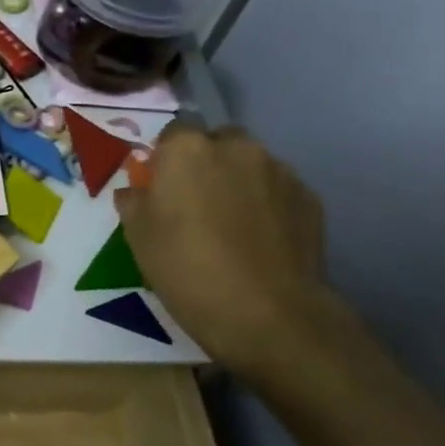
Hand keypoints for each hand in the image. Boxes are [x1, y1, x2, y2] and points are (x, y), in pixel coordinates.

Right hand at [115, 122, 331, 374]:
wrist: (266, 312)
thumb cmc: (185, 268)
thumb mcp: (138, 237)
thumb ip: (134, 203)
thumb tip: (136, 191)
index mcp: (188, 150)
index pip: (173, 133)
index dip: (166, 158)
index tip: (161, 186)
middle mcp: (237, 148)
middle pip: (217, 142)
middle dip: (207, 163)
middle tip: (195, 204)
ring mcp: (280, 171)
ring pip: (251, 166)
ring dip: (238, 183)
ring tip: (231, 226)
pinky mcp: (310, 199)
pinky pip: (278, 191)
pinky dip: (267, 205)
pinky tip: (258, 240)